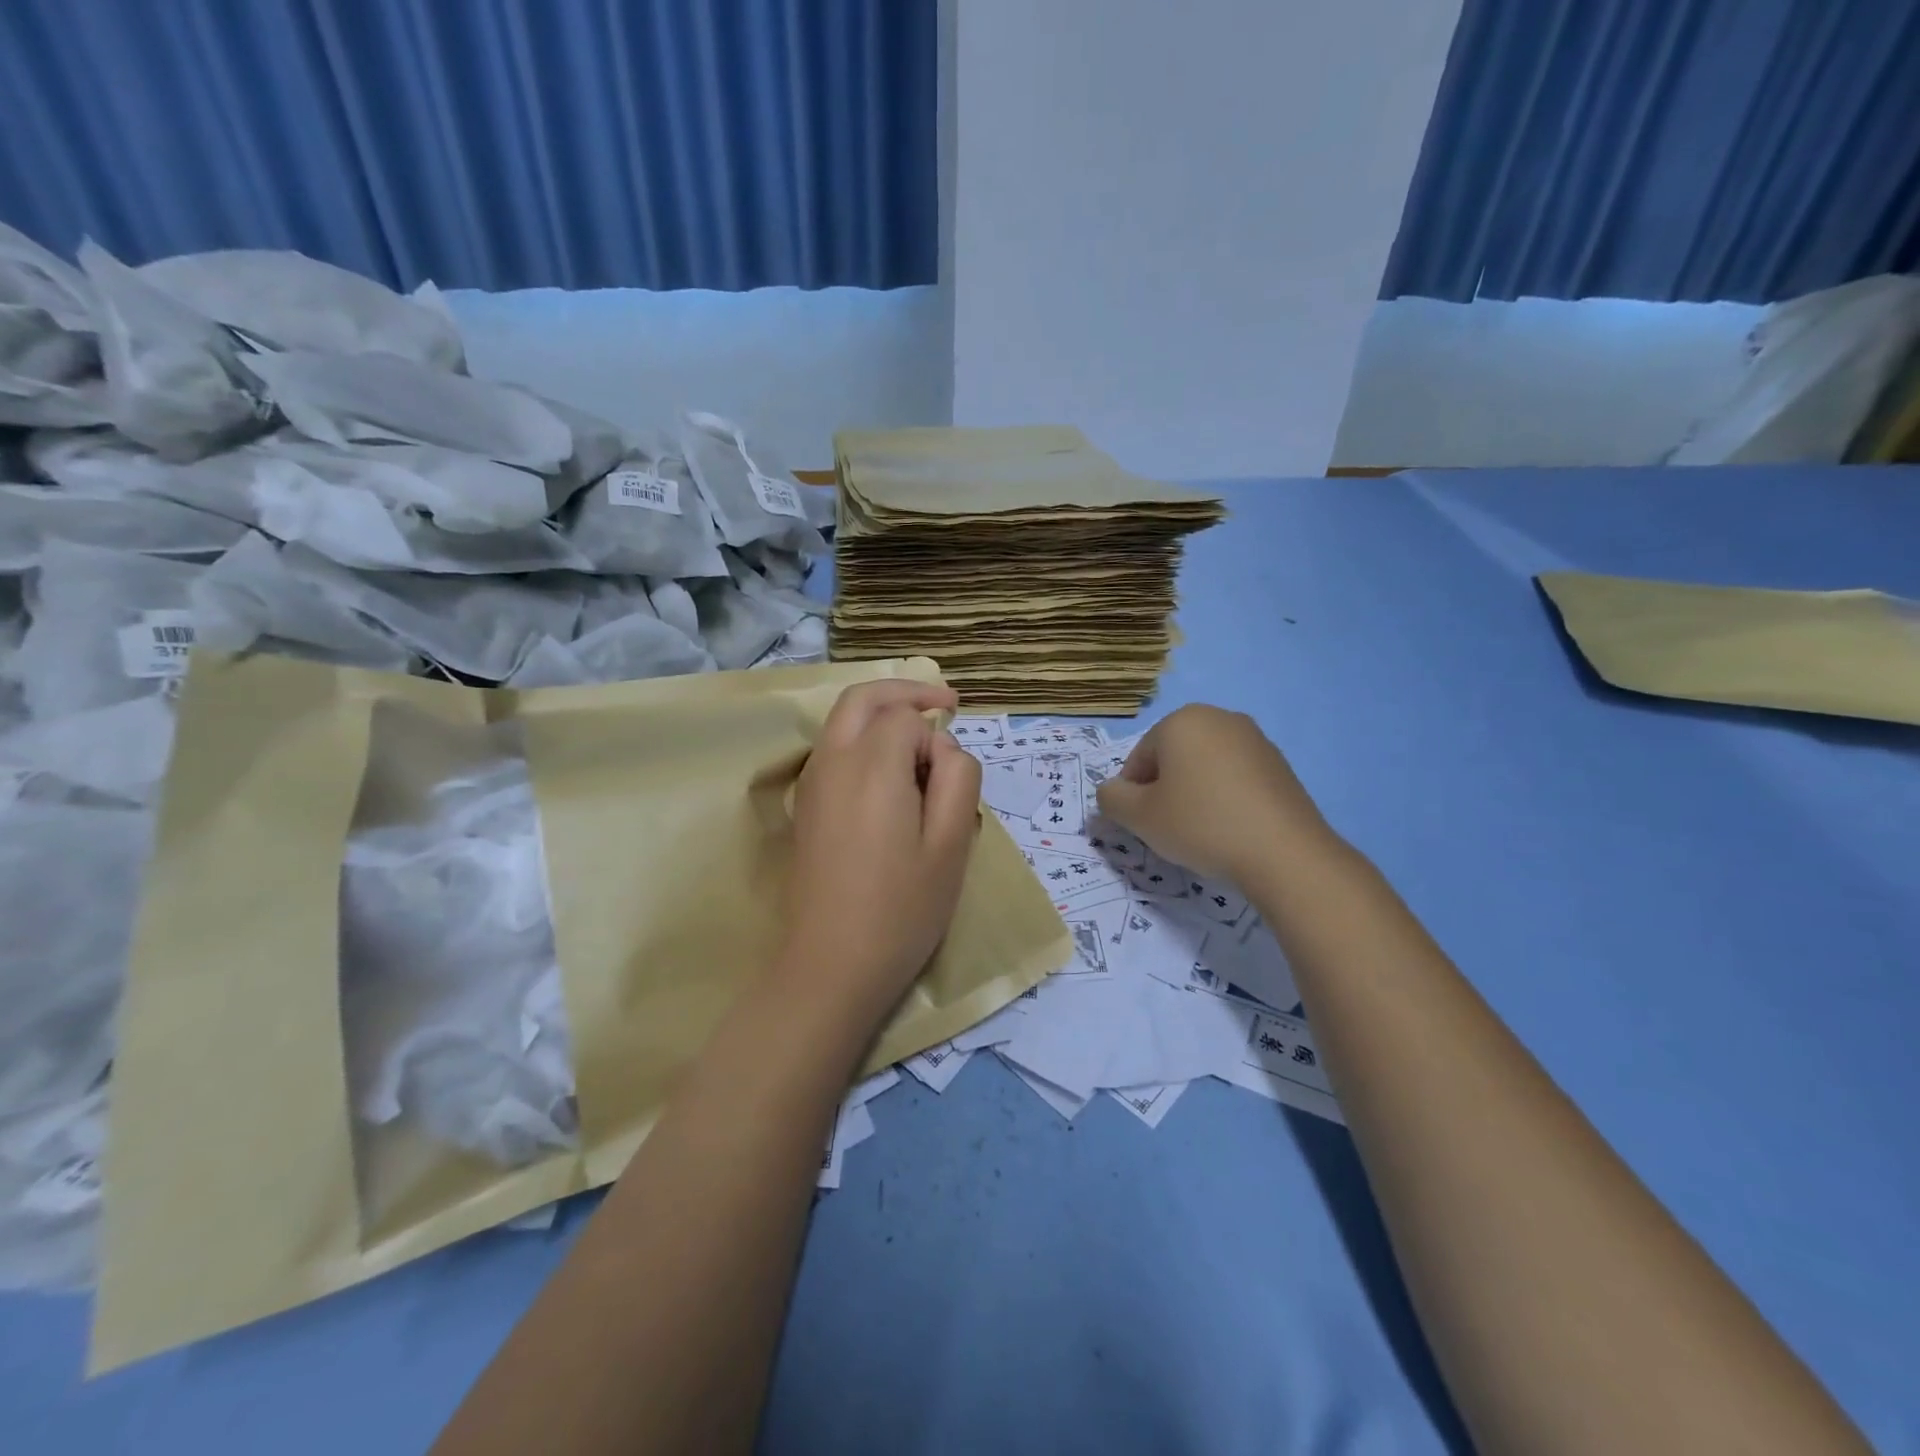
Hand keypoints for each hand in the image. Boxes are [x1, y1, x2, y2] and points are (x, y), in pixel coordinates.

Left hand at [780, 679, 981, 1016]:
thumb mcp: (952, 844)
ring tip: (922, 738)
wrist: (831, 965)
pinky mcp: (806, 805)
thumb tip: (941, 748)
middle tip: (945, 703)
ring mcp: (812, 782)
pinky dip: (864, 737)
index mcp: (871, 766)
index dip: (936, 739)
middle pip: (864, 697)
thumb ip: (958, 779)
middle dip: (906, 692)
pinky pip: (834, 748)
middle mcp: (833, 761)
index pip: (907, 718)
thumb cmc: (901, 910)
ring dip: (883, 713)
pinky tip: (890, 772)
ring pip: (844, 719)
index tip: (950, 780)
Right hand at [1095, 705, 1337, 884]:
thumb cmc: (1200, 824)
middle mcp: (1219, 718)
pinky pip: (1235, 778)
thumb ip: (1112, 798)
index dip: (1133, 794)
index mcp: (1181, 720)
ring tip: (1201, 831)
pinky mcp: (1280, 765)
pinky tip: (1230, 829)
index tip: (1143, 824)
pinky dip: (1224, 798)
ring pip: (1204, 767)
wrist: (1283, 852)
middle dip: (1164, 790)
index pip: (1139, 757)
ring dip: (1194, 793)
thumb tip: (1110, 791)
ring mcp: (1255, 739)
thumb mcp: (1139, 816)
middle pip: (1172, 757)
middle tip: (1169, 828)